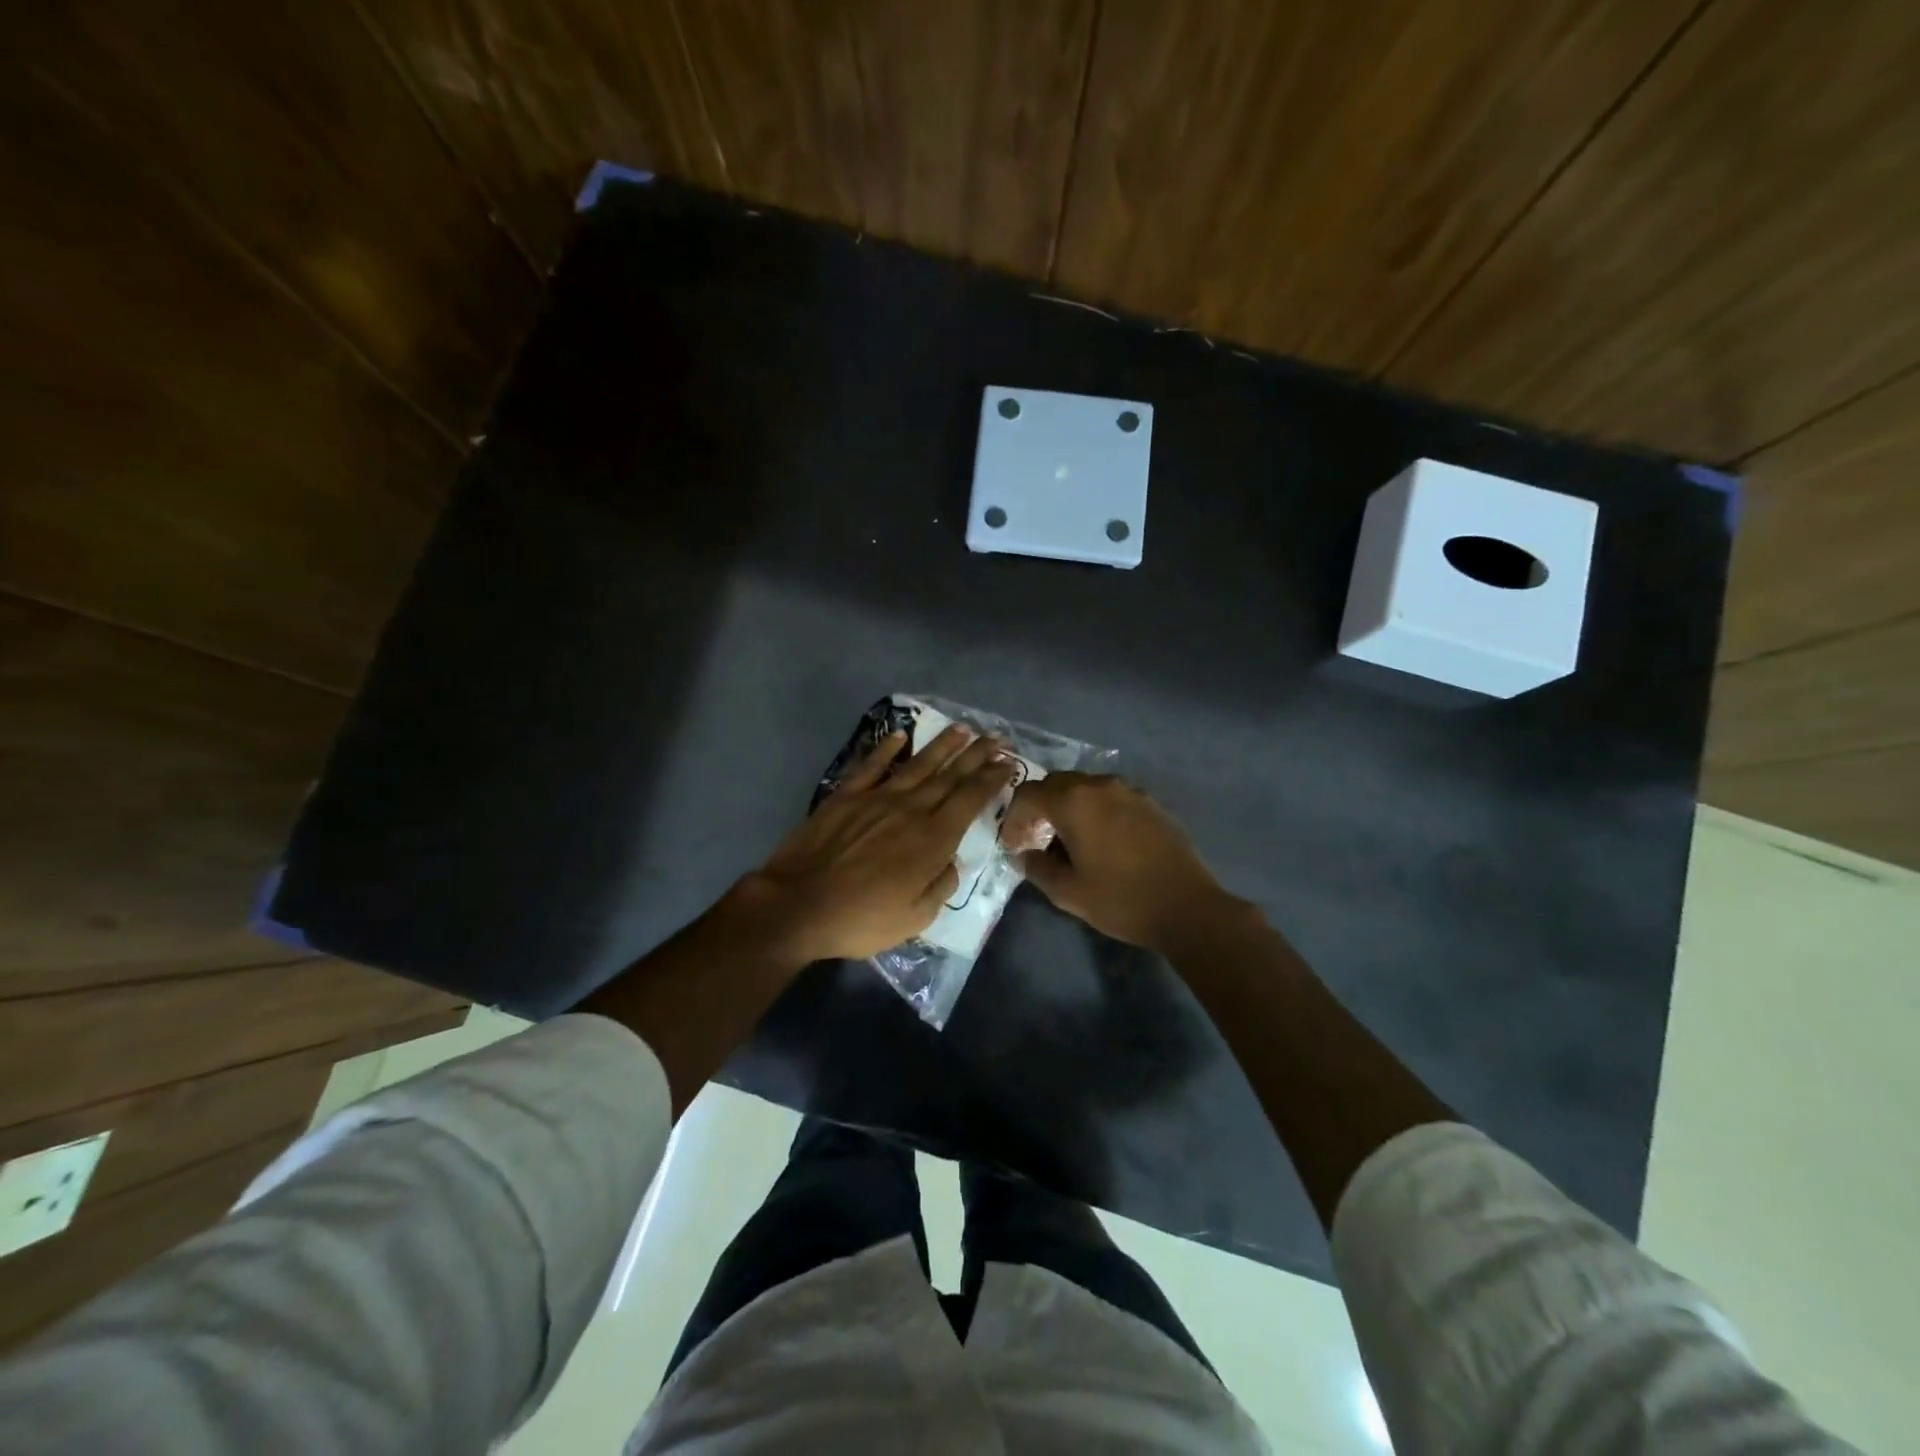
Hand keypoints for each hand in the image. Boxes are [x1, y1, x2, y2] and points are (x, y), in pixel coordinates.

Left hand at [733, 725, 1017, 963]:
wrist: (799, 905)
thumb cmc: (861, 919)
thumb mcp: (916, 917)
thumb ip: (941, 885)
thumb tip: (952, 862)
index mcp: (932, 839)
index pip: (970, 799)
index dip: (992, 779)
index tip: (1008, 763)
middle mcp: (910, 809)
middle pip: (950, 776)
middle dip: (976, 755)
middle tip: (996, 737)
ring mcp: (876, 798)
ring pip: (917, 764)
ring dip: (942, 745)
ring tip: (962, 728)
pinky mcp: (846, 796)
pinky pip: (872, 765)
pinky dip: (887, 748)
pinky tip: (901, 736)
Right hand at [1002, 773, 1239, 953]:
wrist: (1187, 907)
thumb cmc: (1120, 899)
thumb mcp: (1067, 892)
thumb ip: (1037, 868)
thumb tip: (1025, 855)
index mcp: (1074, 802)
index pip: (1029, 794)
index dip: (1014, 817)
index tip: (1013, 844)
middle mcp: (1100, 785)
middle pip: (1057, 783)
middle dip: (1040, 807)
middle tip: (1036, 838)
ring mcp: (1130, 791)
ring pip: (1086, 788)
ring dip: (1070, 807)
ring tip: (1070, 840)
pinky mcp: (1151, 803)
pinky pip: (1112, 798)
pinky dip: (1097, 811)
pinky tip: (1104, 841)